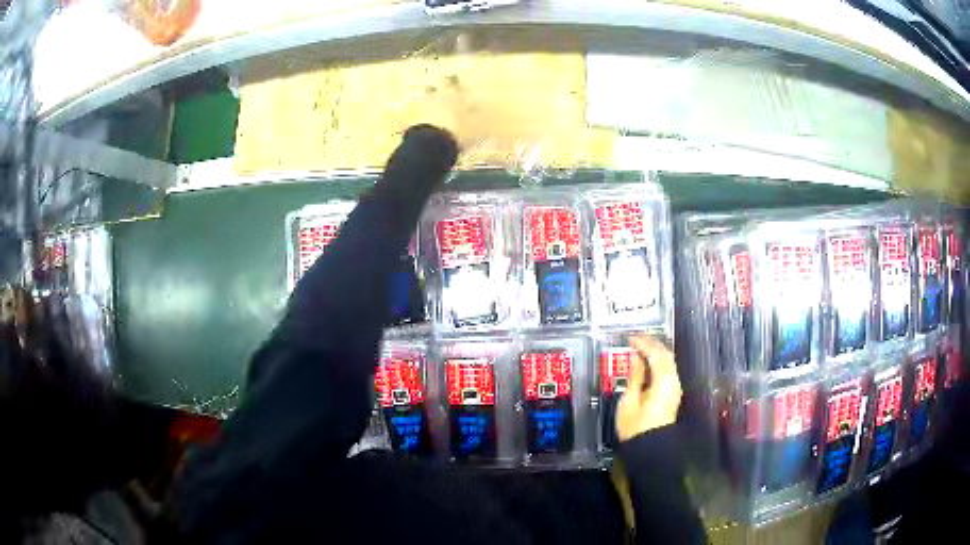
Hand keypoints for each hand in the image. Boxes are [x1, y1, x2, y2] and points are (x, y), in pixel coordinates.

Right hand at [615, 335, 682, 441]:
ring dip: (654, 352)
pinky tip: (645, 362)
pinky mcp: (671, 393)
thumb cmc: (636, 427)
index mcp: (663, 382)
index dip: (644, 343)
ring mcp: (674, 387)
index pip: (656, 354)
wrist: (650, 448)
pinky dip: (656, 361)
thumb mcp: (629, 401)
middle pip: (665, 355)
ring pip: (667, 361)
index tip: (630, 337)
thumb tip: (635, 357)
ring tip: (638, 347)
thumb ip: (634, 376)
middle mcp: (673, 381)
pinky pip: (666, 369)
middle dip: (651, 344)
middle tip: (635, 338)